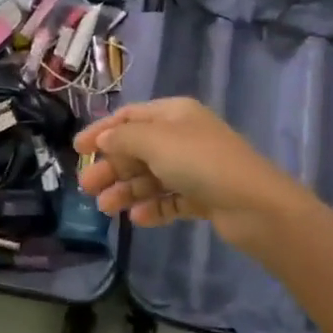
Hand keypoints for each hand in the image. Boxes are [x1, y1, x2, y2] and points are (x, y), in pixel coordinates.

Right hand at [75, 98, 306, 253]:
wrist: (255, 204)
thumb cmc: (200, 162)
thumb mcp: (155, 141)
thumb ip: (123, 138)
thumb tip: (104, 139)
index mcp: (174, 114)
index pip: (130, 117)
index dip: (102, 131)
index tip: (77, 151)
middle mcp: (183, 136)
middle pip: (138, 148)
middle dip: (111, 167)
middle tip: (87, 188)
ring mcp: (195, 167)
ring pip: (151, 176)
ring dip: (127, 190)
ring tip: (106, 208)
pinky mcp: (204, 196)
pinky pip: (170, 199)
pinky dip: (153, 207)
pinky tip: (137, 218)